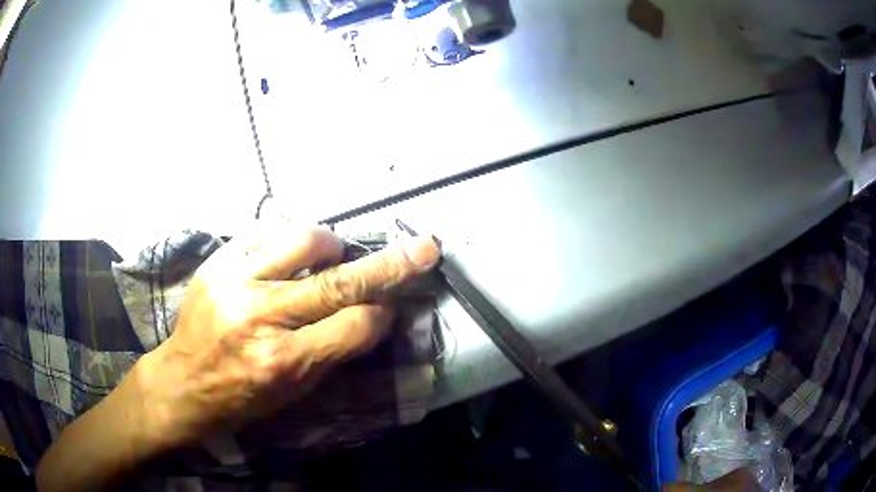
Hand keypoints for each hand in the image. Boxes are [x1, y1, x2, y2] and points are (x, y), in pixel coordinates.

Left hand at [138, 227, 441, 448]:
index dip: (381, 315)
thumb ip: (333, 350)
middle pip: (338, 282)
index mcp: (283, 362)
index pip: (355, 326)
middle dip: (390, 264)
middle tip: (422, 247)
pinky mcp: (217, 262)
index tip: (391, 307)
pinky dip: (287, 240)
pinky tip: (288, 255)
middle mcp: (260, 316)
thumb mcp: (294, 391)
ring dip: (329, 245)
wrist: (183, 380)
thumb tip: (372, 313)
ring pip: (302, 240)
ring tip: (331, 255)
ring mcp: (234, 282)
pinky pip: (265, 231)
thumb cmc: (242, 396)